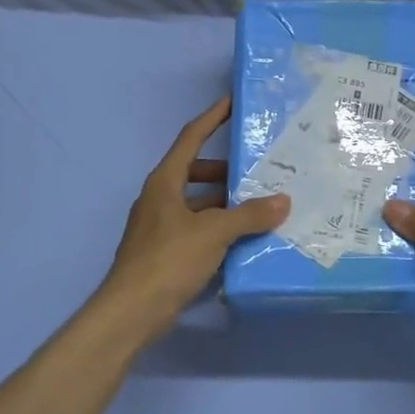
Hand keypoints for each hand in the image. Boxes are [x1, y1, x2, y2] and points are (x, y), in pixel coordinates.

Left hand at [98, 97, 288, 331]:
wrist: (131, 311)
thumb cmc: (169, 260)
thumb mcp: (213, 233)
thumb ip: (249, 215)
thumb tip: (283, 201)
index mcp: (165, 181)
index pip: (191, 138)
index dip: (212, 118)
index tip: (231, 102)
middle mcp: (159, 197)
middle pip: (195, 171)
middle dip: (225, 170)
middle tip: (258, 171)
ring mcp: (159, 225)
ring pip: (197, 202)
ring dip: (224, 202)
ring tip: (258, 206)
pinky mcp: (164, 251)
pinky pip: (196, 227)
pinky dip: (217, 226)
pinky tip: (241, 238)